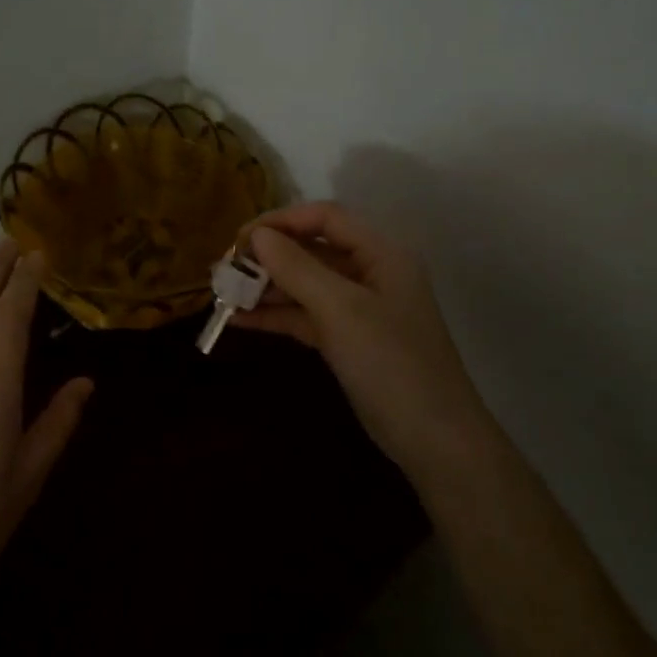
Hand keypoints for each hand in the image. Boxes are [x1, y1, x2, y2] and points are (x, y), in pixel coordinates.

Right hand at [236, 202, 496, 490]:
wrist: (433, 438)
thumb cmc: (391, 362)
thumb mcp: (341, 310)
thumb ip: (298, 268)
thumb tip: (257, 235)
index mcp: (381, 253)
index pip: (326, 218)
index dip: (282, 221)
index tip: (240, 238)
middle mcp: (371, 273)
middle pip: (313, 249)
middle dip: (269, 256)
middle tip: (225, 268)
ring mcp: (359, 309)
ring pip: (305, 285)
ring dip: (267, 287)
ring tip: (223, 293)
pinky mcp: (347, 340)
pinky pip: (305, 316)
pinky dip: (276, 316)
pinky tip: (239, 320)